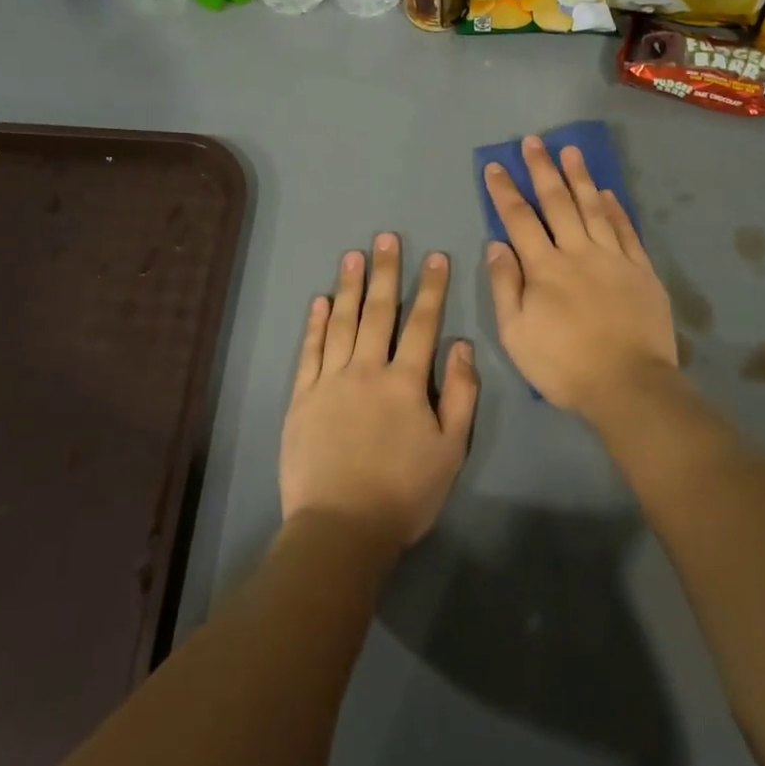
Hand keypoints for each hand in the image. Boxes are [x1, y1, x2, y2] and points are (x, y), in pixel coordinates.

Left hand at [281, 233, 478, 553]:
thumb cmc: (404, 493)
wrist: (341, 527)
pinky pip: (310, 352)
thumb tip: (461, 346)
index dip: (431, 289)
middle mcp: (366, 370)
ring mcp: (330, 381)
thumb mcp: (450, 449)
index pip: (422, 324)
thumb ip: (460, 395)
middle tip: (386, 238)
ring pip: (341, 323)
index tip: (435, 257)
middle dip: (385, 272)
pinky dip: (315, 325)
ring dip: (349, 287)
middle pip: (378, 312)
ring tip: (353, 255)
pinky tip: (319, 302)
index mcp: (405, 382)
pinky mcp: (302, 398)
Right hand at [484, 137, 678, 419]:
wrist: (629, 384)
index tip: (495, 166)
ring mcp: (613, 258)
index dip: (505, 191)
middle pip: (557, 202)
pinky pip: (626, 230)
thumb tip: (496, 245)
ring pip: (594, 208)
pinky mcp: (641, 270)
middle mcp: (578, 252)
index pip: (519, 219)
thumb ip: (506, 286)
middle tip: (533, 142)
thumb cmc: (564, 364)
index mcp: (544, 268)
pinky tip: (608, 192)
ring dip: (580, 177)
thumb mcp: (516, 333)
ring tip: (571, 150)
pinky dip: (616, 209)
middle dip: (542, 170)